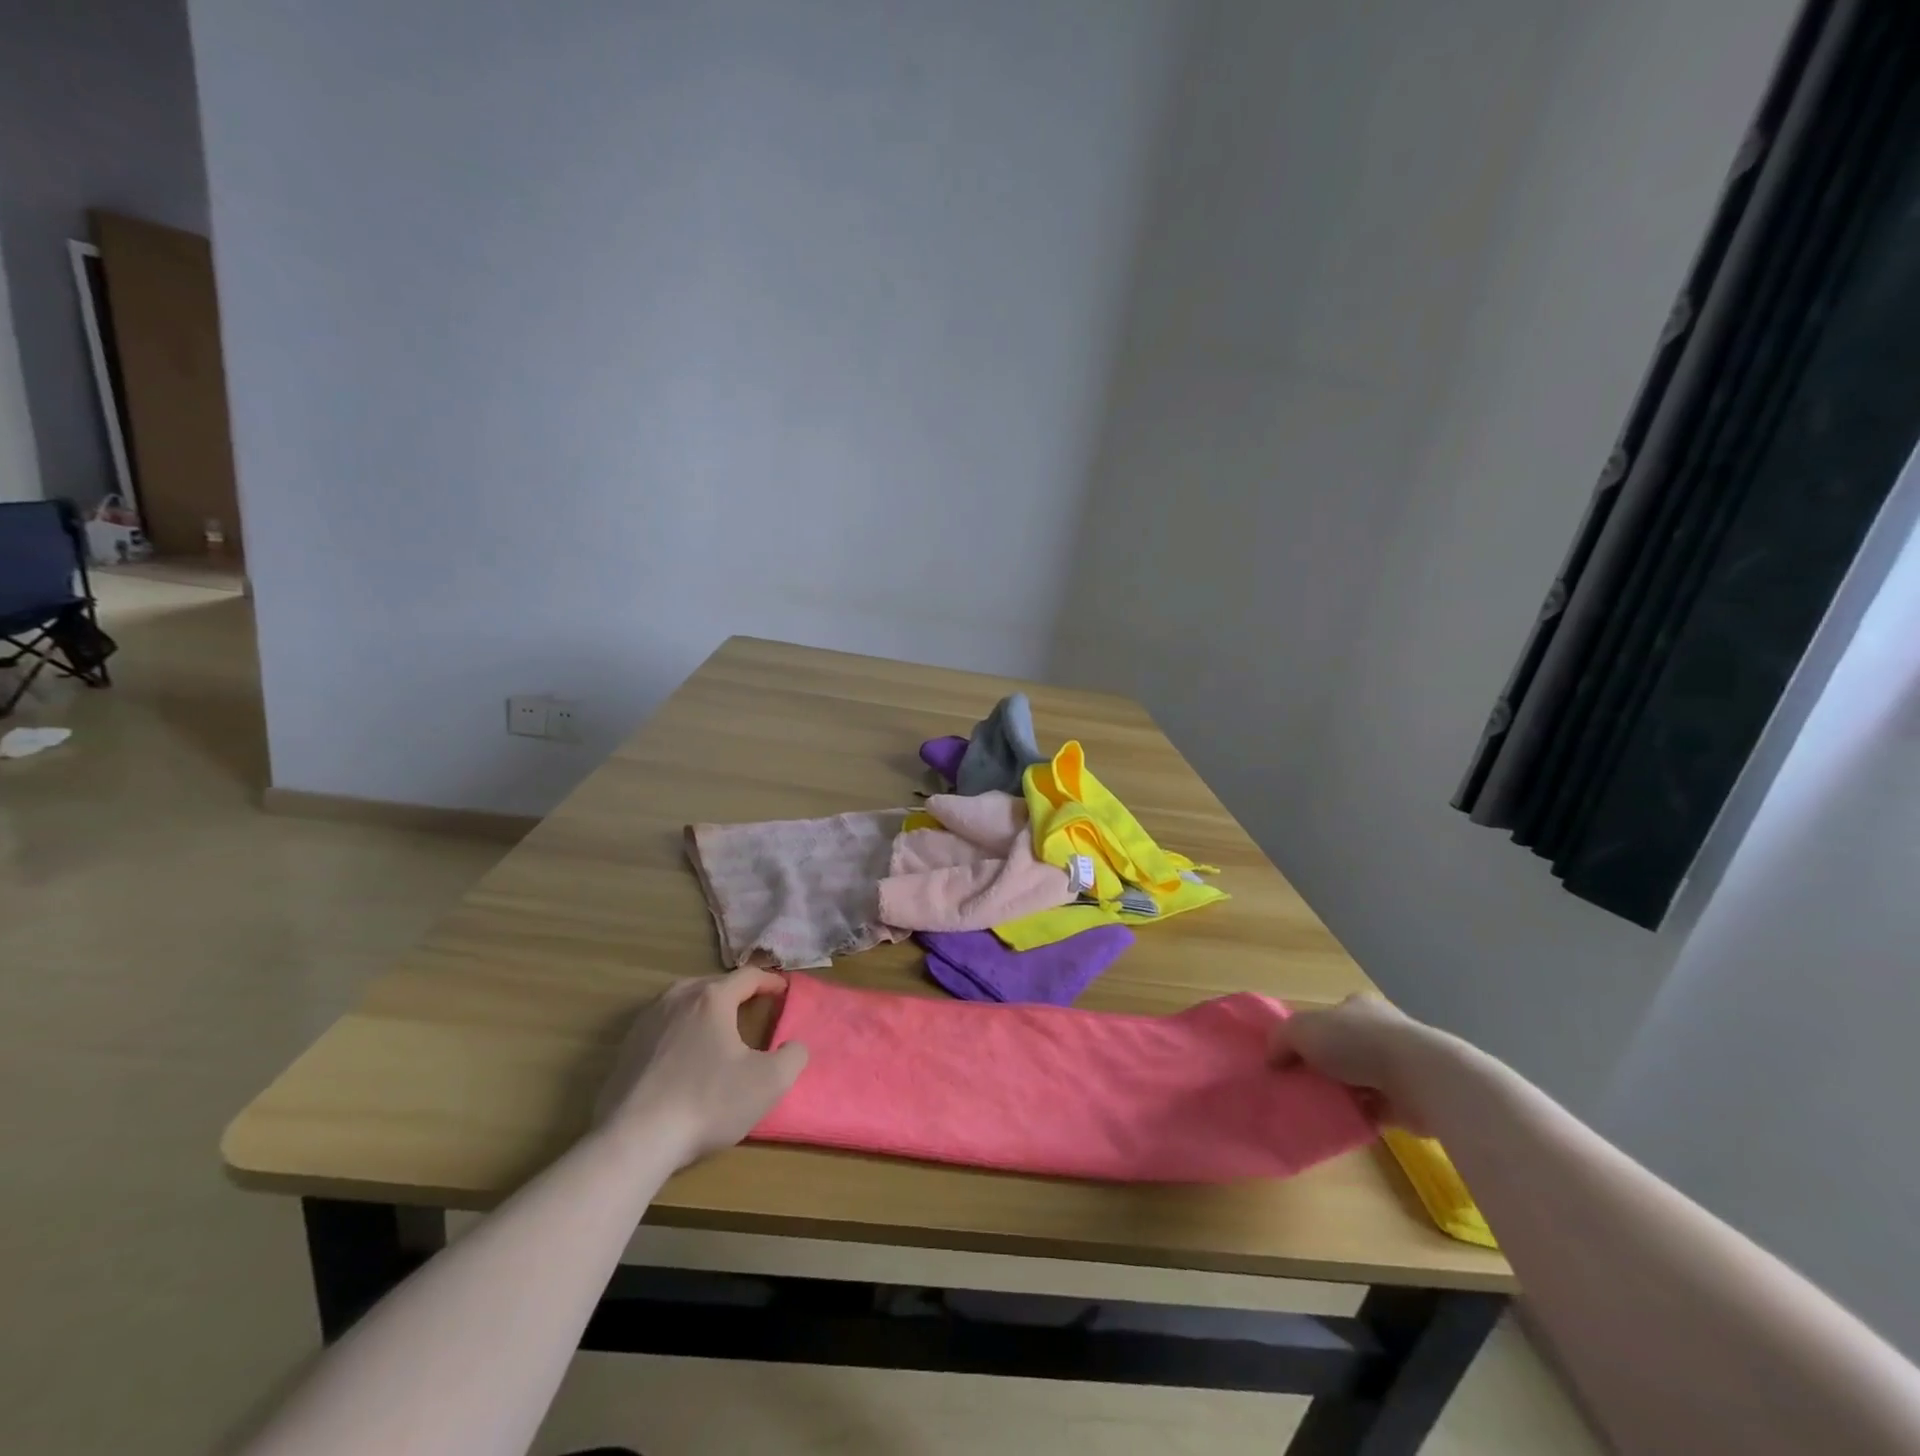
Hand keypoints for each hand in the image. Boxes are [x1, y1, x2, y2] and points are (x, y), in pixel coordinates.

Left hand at [594, 968, 807, 1168]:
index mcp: (712, 999)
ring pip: (683, 1001)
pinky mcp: (625, 1049)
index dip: (770, 981)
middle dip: (735, 992)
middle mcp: (677, 999)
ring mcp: (646, 1022)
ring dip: (704, 1007)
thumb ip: (793, 1057)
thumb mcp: (768, 1083)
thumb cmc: (707, 1103)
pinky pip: (661, 1026)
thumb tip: (794, 1046)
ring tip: (717, 1026)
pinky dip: (679, 1029)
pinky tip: (683, 1055)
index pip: (748, 977)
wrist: (633, 1140)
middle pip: (713, 984)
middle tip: (752, 1007)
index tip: (783, 991)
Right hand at [1272, 995, 1437, 1133]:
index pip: (1330, 1016)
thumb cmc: (1357, 1043)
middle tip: (1302, 1084)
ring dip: (1345, 1092)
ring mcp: (1401, 1065)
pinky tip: (1344, 1123)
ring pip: (1361, 1079)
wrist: (1422, 1079)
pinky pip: (1377, 1108)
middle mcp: (1382, 1030)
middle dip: (1326, 1065)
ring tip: (1319, 1108)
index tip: (1293, 1056)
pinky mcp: (1412, 1099)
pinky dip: (1362, 1115)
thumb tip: (1272, 1059)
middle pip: (1344, 1047)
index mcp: (1358, 1006)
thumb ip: (1281, 1040)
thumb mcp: (1302, 1030)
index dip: (1310, 1034)